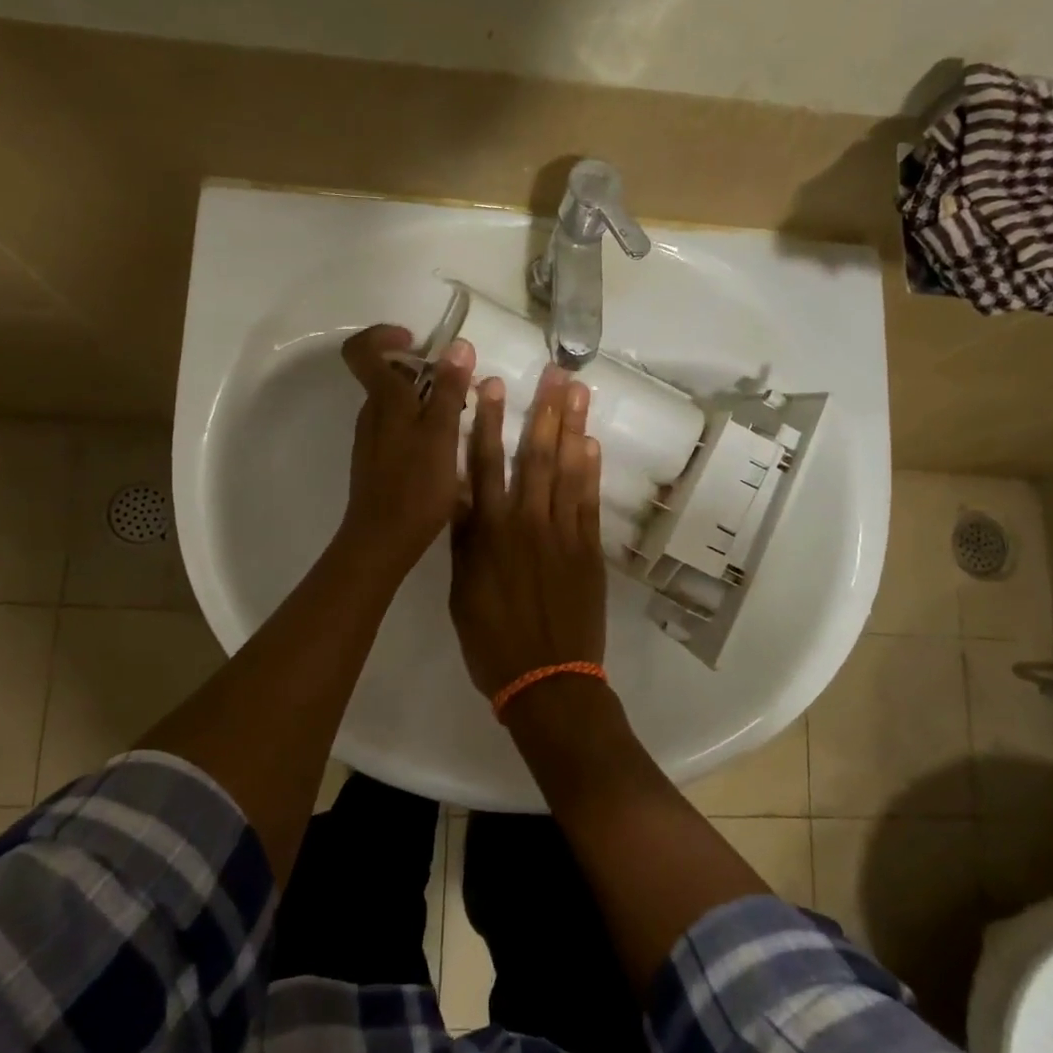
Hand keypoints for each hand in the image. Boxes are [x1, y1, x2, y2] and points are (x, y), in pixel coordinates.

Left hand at [336, 324, 473, 580]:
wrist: (382, 540)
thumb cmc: (415, 485)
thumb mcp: (441, 434)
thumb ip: (449, 390)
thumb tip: (458, 345)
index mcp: (383, 400)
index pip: (362, 350)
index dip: (385, 335)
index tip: (418, 342)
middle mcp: (371, 414)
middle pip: (386, 376)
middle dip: (423, 372)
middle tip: (458, 389)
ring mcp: (372, 439)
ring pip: (396, 405)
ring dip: (426, 402)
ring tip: (459, 422)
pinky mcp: (377, 461)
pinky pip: (398, 429)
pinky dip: (421, 427)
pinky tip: (444, 451)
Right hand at [449, 365, 606, 698]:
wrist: (548, 680)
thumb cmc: (492, 641)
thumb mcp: (460, 590)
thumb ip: (465, 539)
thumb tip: (461, 494)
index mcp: (488, 532)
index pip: (485, 464)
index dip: (487, 422)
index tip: (492, 385)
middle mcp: (526, 523)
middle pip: (534, 455)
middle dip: (542, 410)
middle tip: (553, 372)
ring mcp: (563, 534)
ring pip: (568, 470)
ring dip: (573, 428)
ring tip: (578, 392)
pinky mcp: (590, 549)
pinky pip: (590, 501)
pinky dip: (591, 471)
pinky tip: (591, 444)